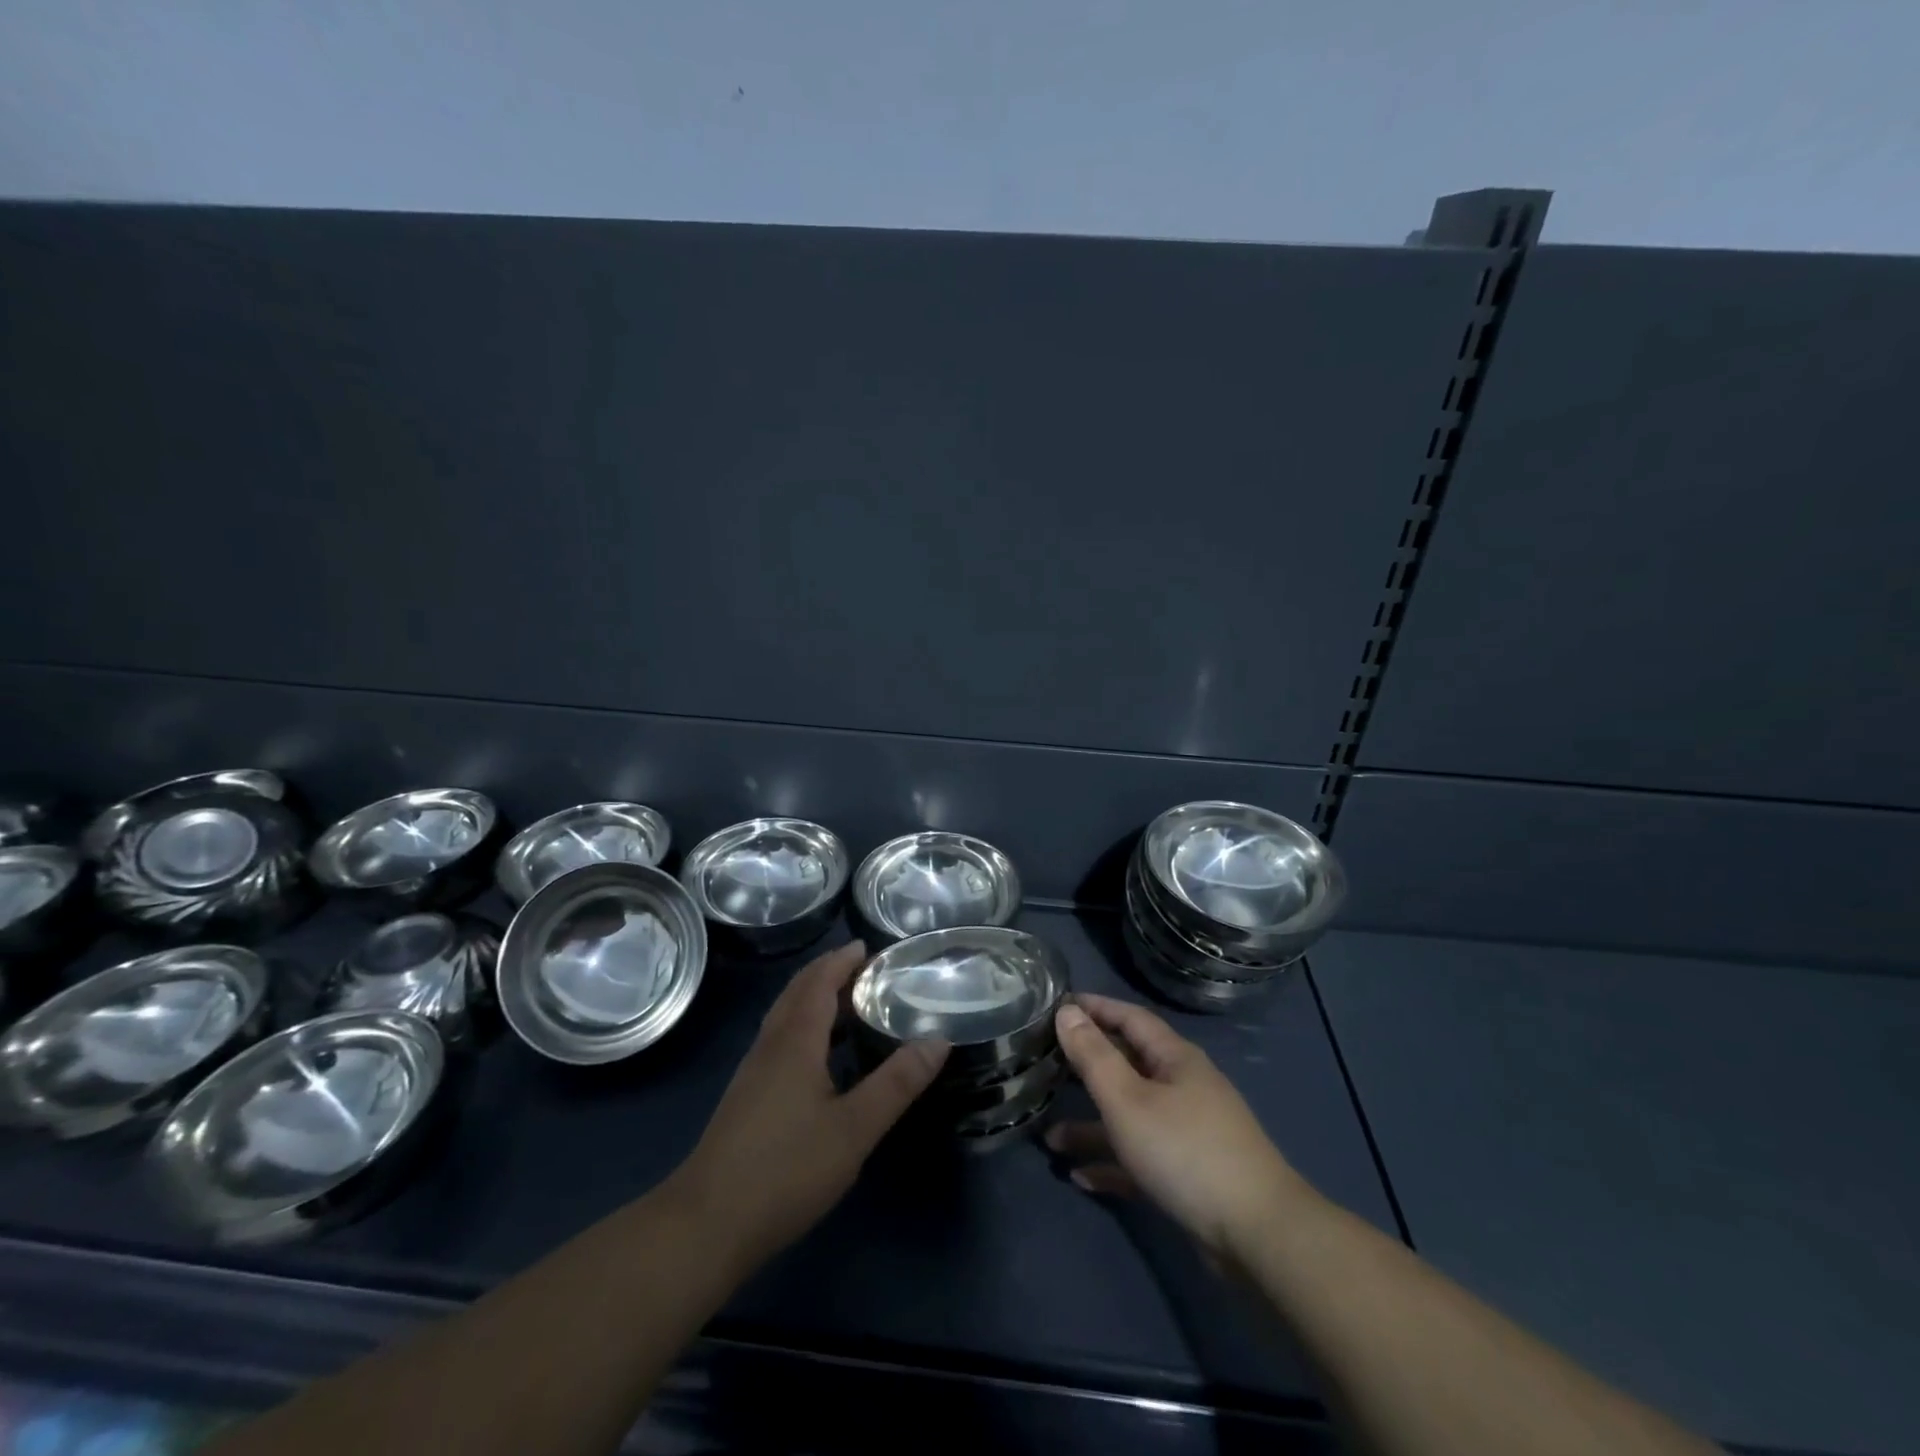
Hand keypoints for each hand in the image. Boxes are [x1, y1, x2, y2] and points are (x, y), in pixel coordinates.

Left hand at [668, 942, 949, 1271]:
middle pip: (797, 993)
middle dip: (828, 973)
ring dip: (814, 999)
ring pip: (785, 1017)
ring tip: (850, 1005)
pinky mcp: (746, 1098)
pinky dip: (804, 1027)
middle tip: (865, 970)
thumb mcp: (854, 1128)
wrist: (706, 1225)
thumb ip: (897, 1083)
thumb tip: (938, 1040)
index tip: (868, 947)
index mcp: (795, 1041)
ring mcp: (753, 1073)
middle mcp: (770, 1046)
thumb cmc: (785, 1170)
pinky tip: (820, 1058)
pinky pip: (780, 1041)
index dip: (841, 961)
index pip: (818, 982)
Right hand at [1046, 994, 1299, 1258]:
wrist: (1256, 1236)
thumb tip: (1068, 1010)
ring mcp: (1188, 1132)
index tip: (1057, 1006)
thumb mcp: (1127, 1100)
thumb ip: (1094, 1056)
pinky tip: (1080, 1177)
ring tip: (1051, 1138)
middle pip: (1128, 1066)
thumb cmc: (1184, 1151)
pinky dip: (1112, 1163)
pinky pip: (1140, 1158)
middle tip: (1045, 1065)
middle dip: (1086, 1068)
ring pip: (1130, 1117)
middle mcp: (1182, 1087)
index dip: (1095, 1008)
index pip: (1130, 1017)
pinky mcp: (1188, 1174)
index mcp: (1174, 1059)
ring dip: (1092, 1125)